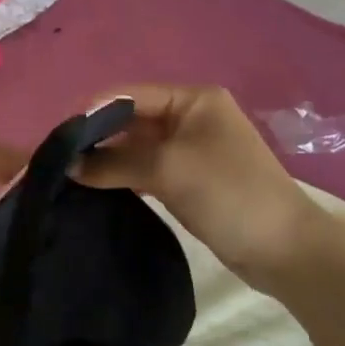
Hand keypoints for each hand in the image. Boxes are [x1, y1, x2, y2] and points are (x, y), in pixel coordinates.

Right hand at [77, 84, 344, 290]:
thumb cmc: (229, 193)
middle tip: (59, 158)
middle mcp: (190, 117)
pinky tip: (97, 188)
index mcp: (193, 99)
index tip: (58, 135)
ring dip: (108, 159)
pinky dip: (124, 177)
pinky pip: (148, 170)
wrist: (286, 250)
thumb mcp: (168, 170)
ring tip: (70, 173)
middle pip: (132, 120)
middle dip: (98, 137)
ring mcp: (191, 150)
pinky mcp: (190, 180)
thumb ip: (115, 163)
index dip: (93, 111)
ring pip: (138, 147)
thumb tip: (69, 166)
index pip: (130, 95)